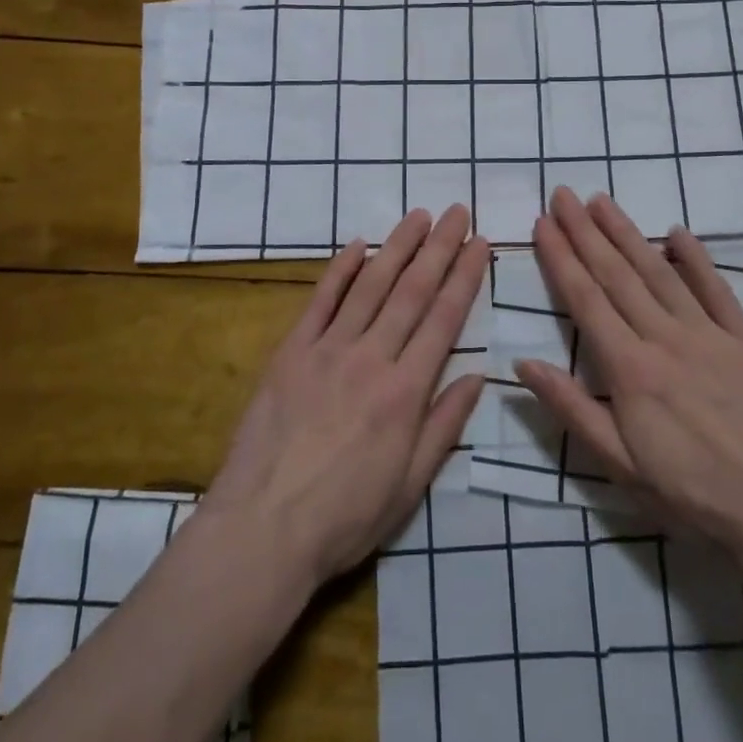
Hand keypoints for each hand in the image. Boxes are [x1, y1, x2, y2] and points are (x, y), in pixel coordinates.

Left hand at [200, 207, 488, 588]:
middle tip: (457, 212)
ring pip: (370, 285)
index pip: (444, 318)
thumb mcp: (411, 485)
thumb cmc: (345, 516)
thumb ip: (445, 425)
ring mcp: (327, 349)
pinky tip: (357, 245)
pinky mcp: (291, 352)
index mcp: (406, 391)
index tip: (480, 243)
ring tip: (418, 216)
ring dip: (397, 247)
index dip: (465, 276)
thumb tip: (478, 376)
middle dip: (439, 248)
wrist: (262, 528)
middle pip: (412, 291)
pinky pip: (319, 301)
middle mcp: (371, 357)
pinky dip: (339, 269)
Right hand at [517, 188, 742, 566]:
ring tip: (602, 202)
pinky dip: (696, 258)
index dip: (561, 258)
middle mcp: (665, 338)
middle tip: (563, 195)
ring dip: (627, 233)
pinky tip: (677, 233)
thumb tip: (522, 364)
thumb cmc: (692, 495)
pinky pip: (717, 290)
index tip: (543, 224)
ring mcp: (709, 334)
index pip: (585, 300)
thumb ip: (572, 409)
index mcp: (630, 369)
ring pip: (660, 272)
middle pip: (617, 274)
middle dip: (585, 232)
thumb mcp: (621, 466)